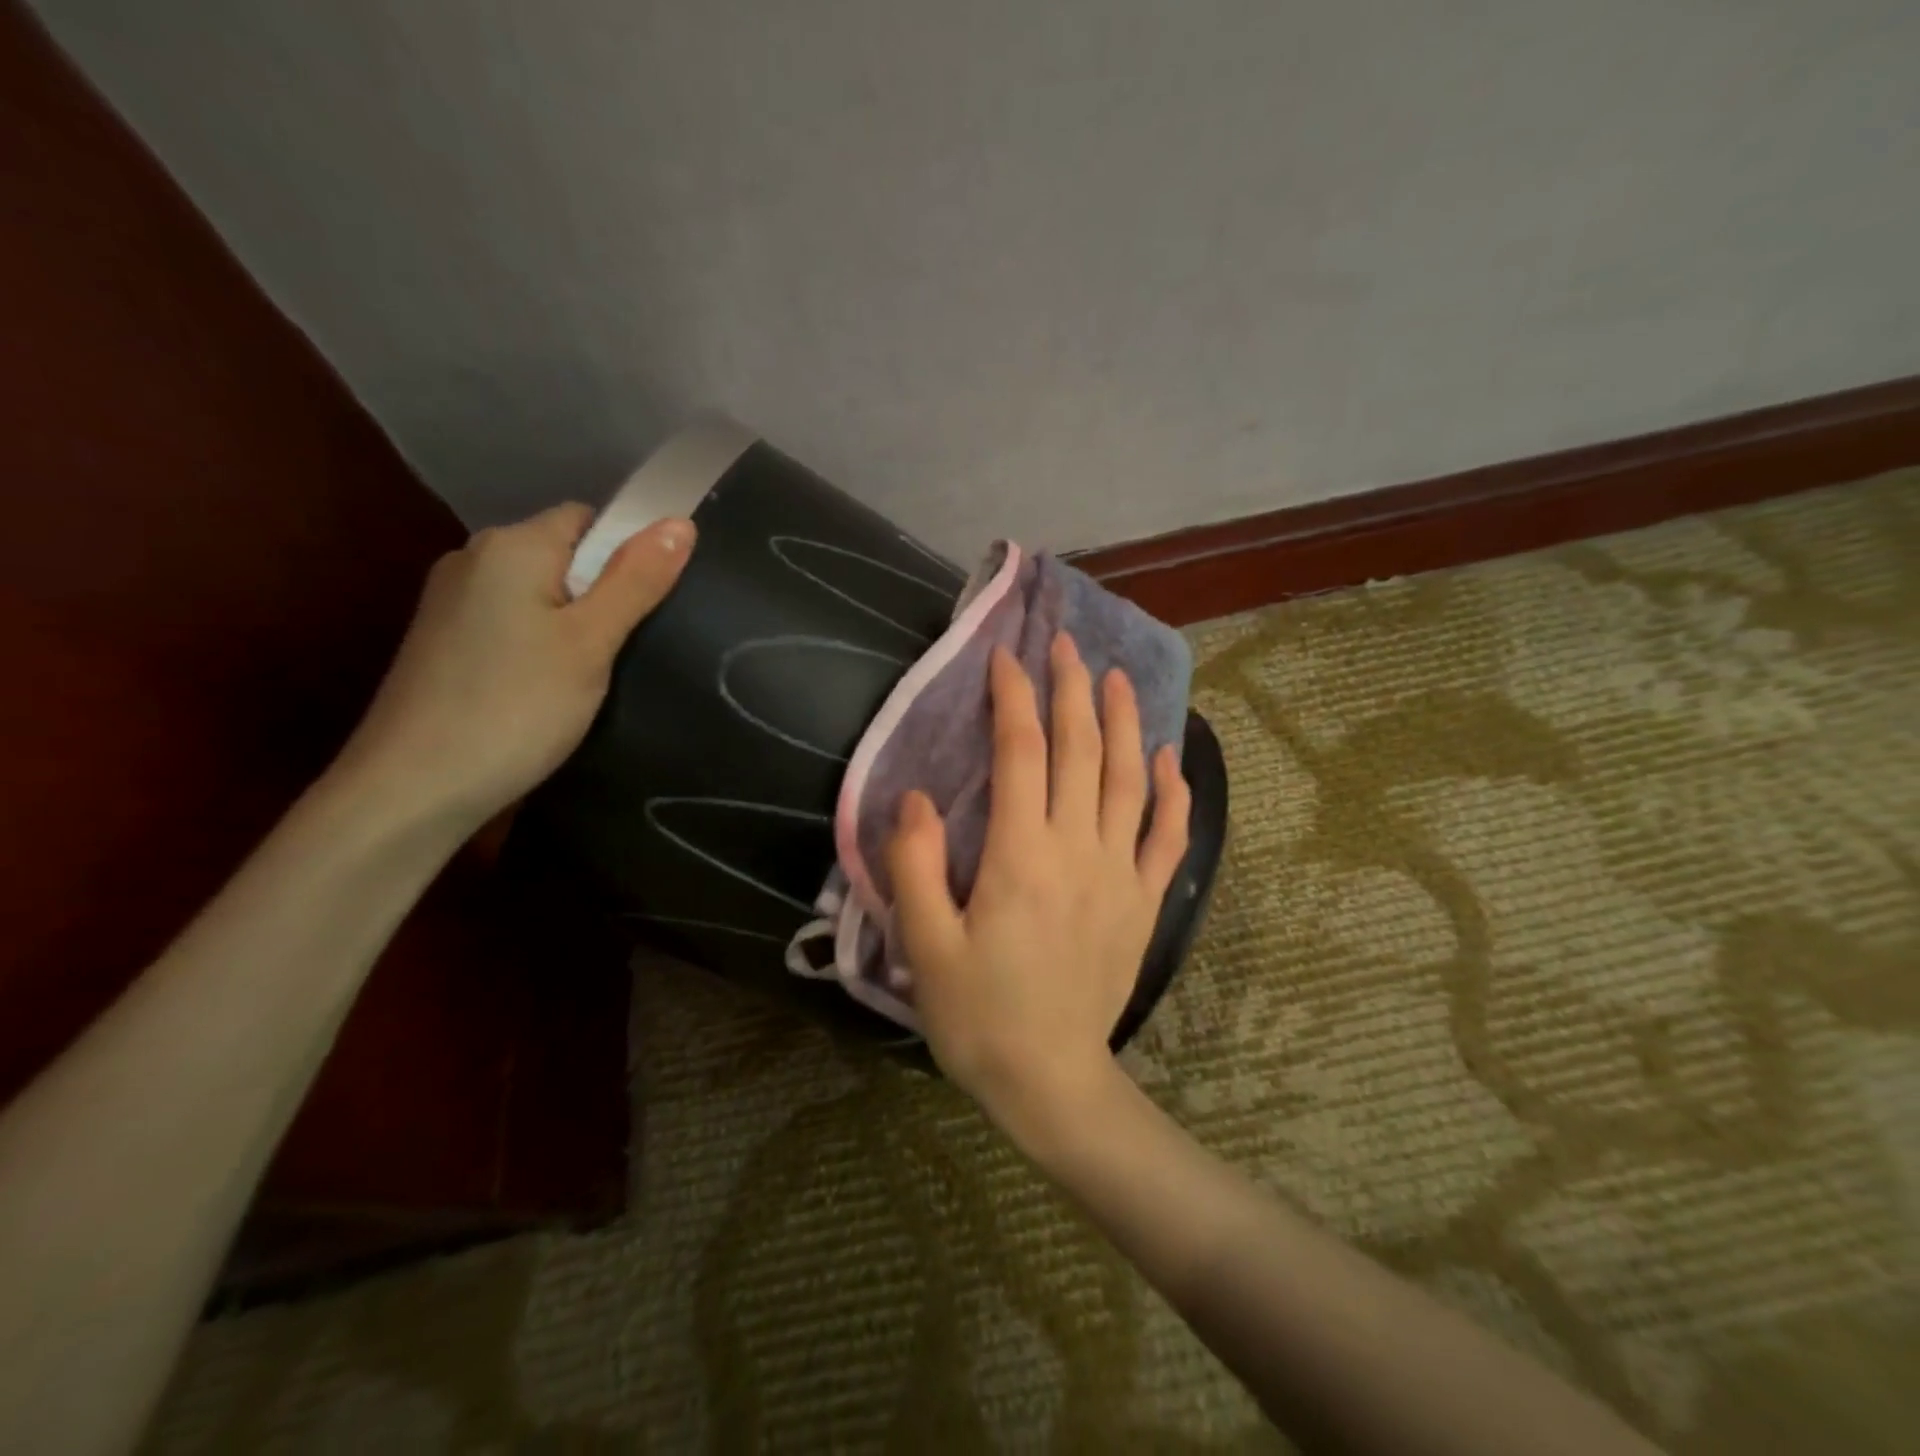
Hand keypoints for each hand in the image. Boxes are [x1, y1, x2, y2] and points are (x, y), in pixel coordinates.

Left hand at [336, 503, 693, 831]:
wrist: (414, 787)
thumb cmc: (515, 706)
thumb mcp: (591, 642)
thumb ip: (636, 580)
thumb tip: (680, 522)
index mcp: (512, 546)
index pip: (587, 519)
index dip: (626, 552)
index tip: (649, 605)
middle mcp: (474, 559)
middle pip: (562, 554)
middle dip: (602, 589)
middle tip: (628, 645)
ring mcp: (452, 601)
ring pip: (537, 592)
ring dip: (573, 620)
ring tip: (595, 671)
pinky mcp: (444, 641)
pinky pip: (511, 620)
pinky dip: (540, 642)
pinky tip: (550, 686)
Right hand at [887, 633, 1189, 1137]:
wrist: (1051, 1081)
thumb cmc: (979, 1016)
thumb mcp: (926, 946)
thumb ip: (915, 865)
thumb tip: (916, 796)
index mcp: (1022, 856)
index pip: (1022, 753)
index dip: (1014, 697)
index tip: (1006, 656)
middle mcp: (1078, 850)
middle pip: (1081, 750)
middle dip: (1072, 689)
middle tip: (1065, 643)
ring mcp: (1120, 874)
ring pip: (1128, 780)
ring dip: (1125, 722)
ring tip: (1118, 676)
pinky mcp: (1144, 902)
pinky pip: (1167, 836)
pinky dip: (1172, 791)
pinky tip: (1169, 757)